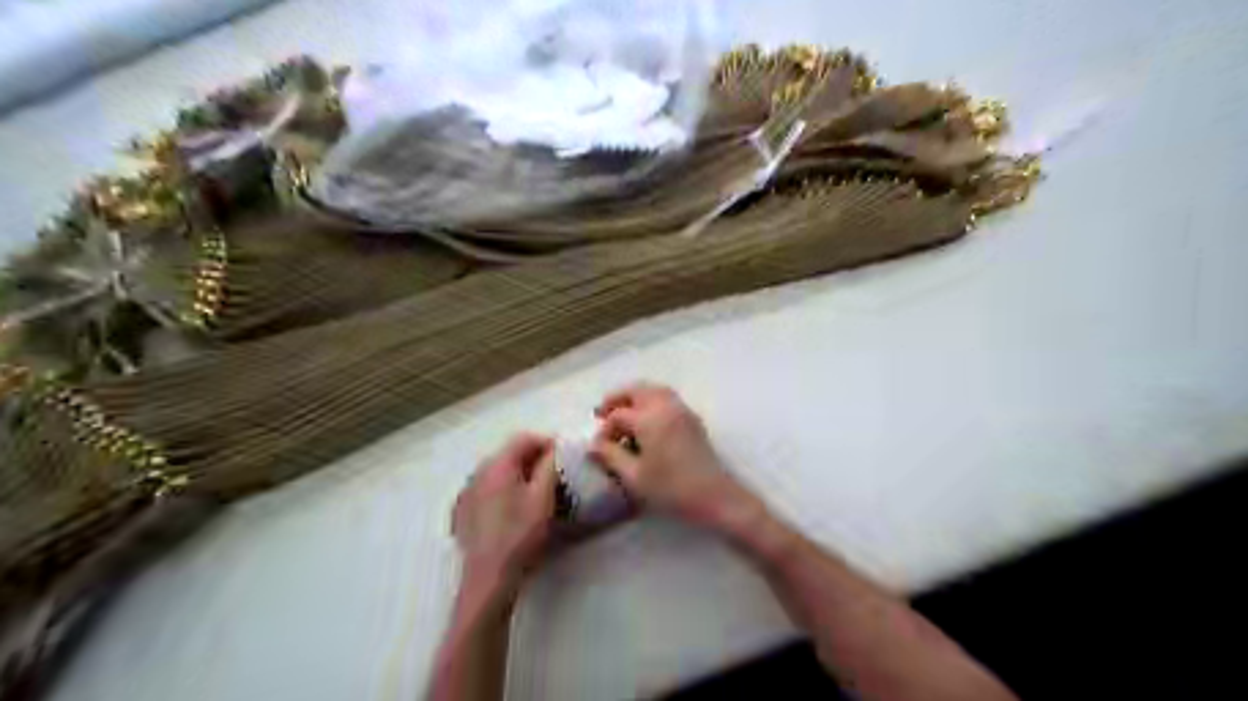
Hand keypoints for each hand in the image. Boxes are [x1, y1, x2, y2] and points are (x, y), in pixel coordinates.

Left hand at [456, 435, 554, 600]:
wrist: (489, 578)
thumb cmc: (520, 534)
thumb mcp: (543, 498)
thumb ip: (549, 467)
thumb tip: (553, 450)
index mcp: (498, 464)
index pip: (523, 439)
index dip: (546, 443)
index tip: (562, 456)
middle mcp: (478, 472)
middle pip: (508, 454)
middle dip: (531, 458)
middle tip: (553, 474)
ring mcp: (466, 492)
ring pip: (496, 472)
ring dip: (516, 475)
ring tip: (534, 492)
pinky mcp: (462, 512)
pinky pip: (485, 490)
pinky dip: (501, 490)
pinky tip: (511, 509)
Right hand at [590, 385, 764, 526]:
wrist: (715, 496)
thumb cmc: (671, 489)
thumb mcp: (634, 476)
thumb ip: (611, 456)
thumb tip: (593, 445)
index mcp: (649, 418)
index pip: (618, 415)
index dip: (604, 430)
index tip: (598, 448)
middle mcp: (666, 406)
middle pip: (636, 390)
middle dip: (617, 399)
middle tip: (602, 413)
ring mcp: (682, 410)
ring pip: (653, 390)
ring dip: (634, 397)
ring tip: (622, 414)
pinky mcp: (692, 419)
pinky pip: (667, 398)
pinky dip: (650, 400)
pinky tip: (645, 421)